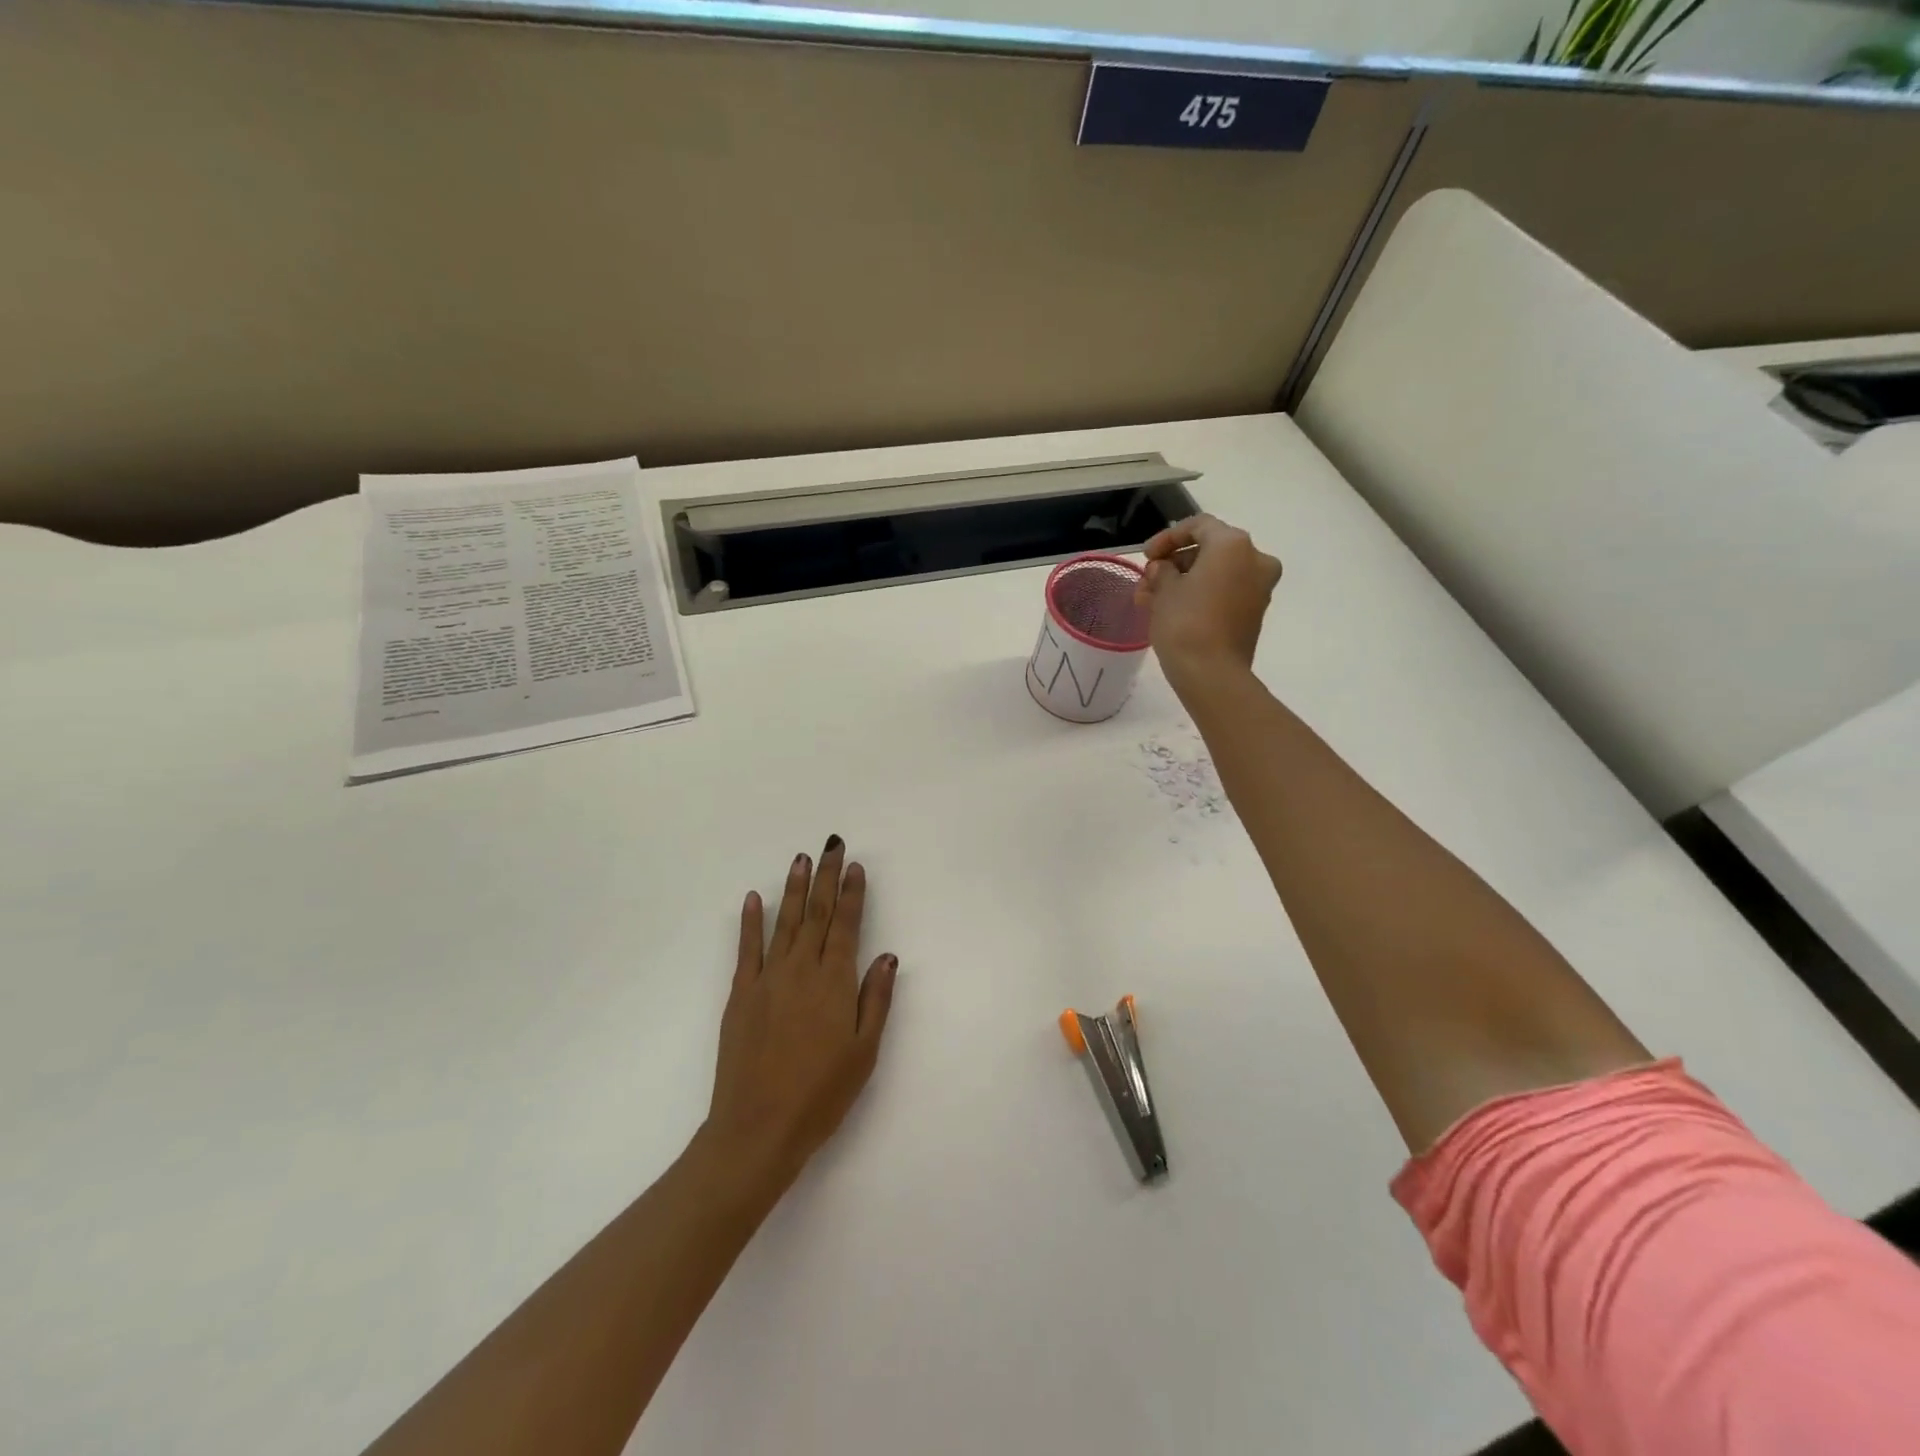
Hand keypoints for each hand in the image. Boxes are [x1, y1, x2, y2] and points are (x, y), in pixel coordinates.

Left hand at [702, 837, 898, 1194]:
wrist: (758, 1128)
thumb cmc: (821, 1094)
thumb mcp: (864, 1051)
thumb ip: (876, 998)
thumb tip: (887, 955)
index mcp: (835, 982)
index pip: (847, 925)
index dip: (853, 894)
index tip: (856, 866)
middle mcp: (802, 970)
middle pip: (818, 914)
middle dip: (826, 877)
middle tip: (832, 845)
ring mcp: (768, 979)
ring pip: (786, 922)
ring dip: (795, 888)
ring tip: (801, 858)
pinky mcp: (741, 994)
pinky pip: (747, 948)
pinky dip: (751, 921)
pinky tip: (755, 897)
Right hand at [1135, 513, 1282, 686]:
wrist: (1212, 674)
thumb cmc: (1185, 623)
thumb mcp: (1163, 590)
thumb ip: (1161, 570)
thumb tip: (1163, 569)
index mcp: (1232, 545)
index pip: (1198, 526)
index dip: (1167, 538)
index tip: (1146, 557)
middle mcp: (1254, 558)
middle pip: (1209, 549)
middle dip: (1174, 563)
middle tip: (1147, 581)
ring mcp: (1259, 586)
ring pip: (1216, 573)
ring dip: (1183, 581)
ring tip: (1151, 600)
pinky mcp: (1255, 611)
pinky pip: (1225, 591)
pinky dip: (1201, 594)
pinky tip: (1172, 609)